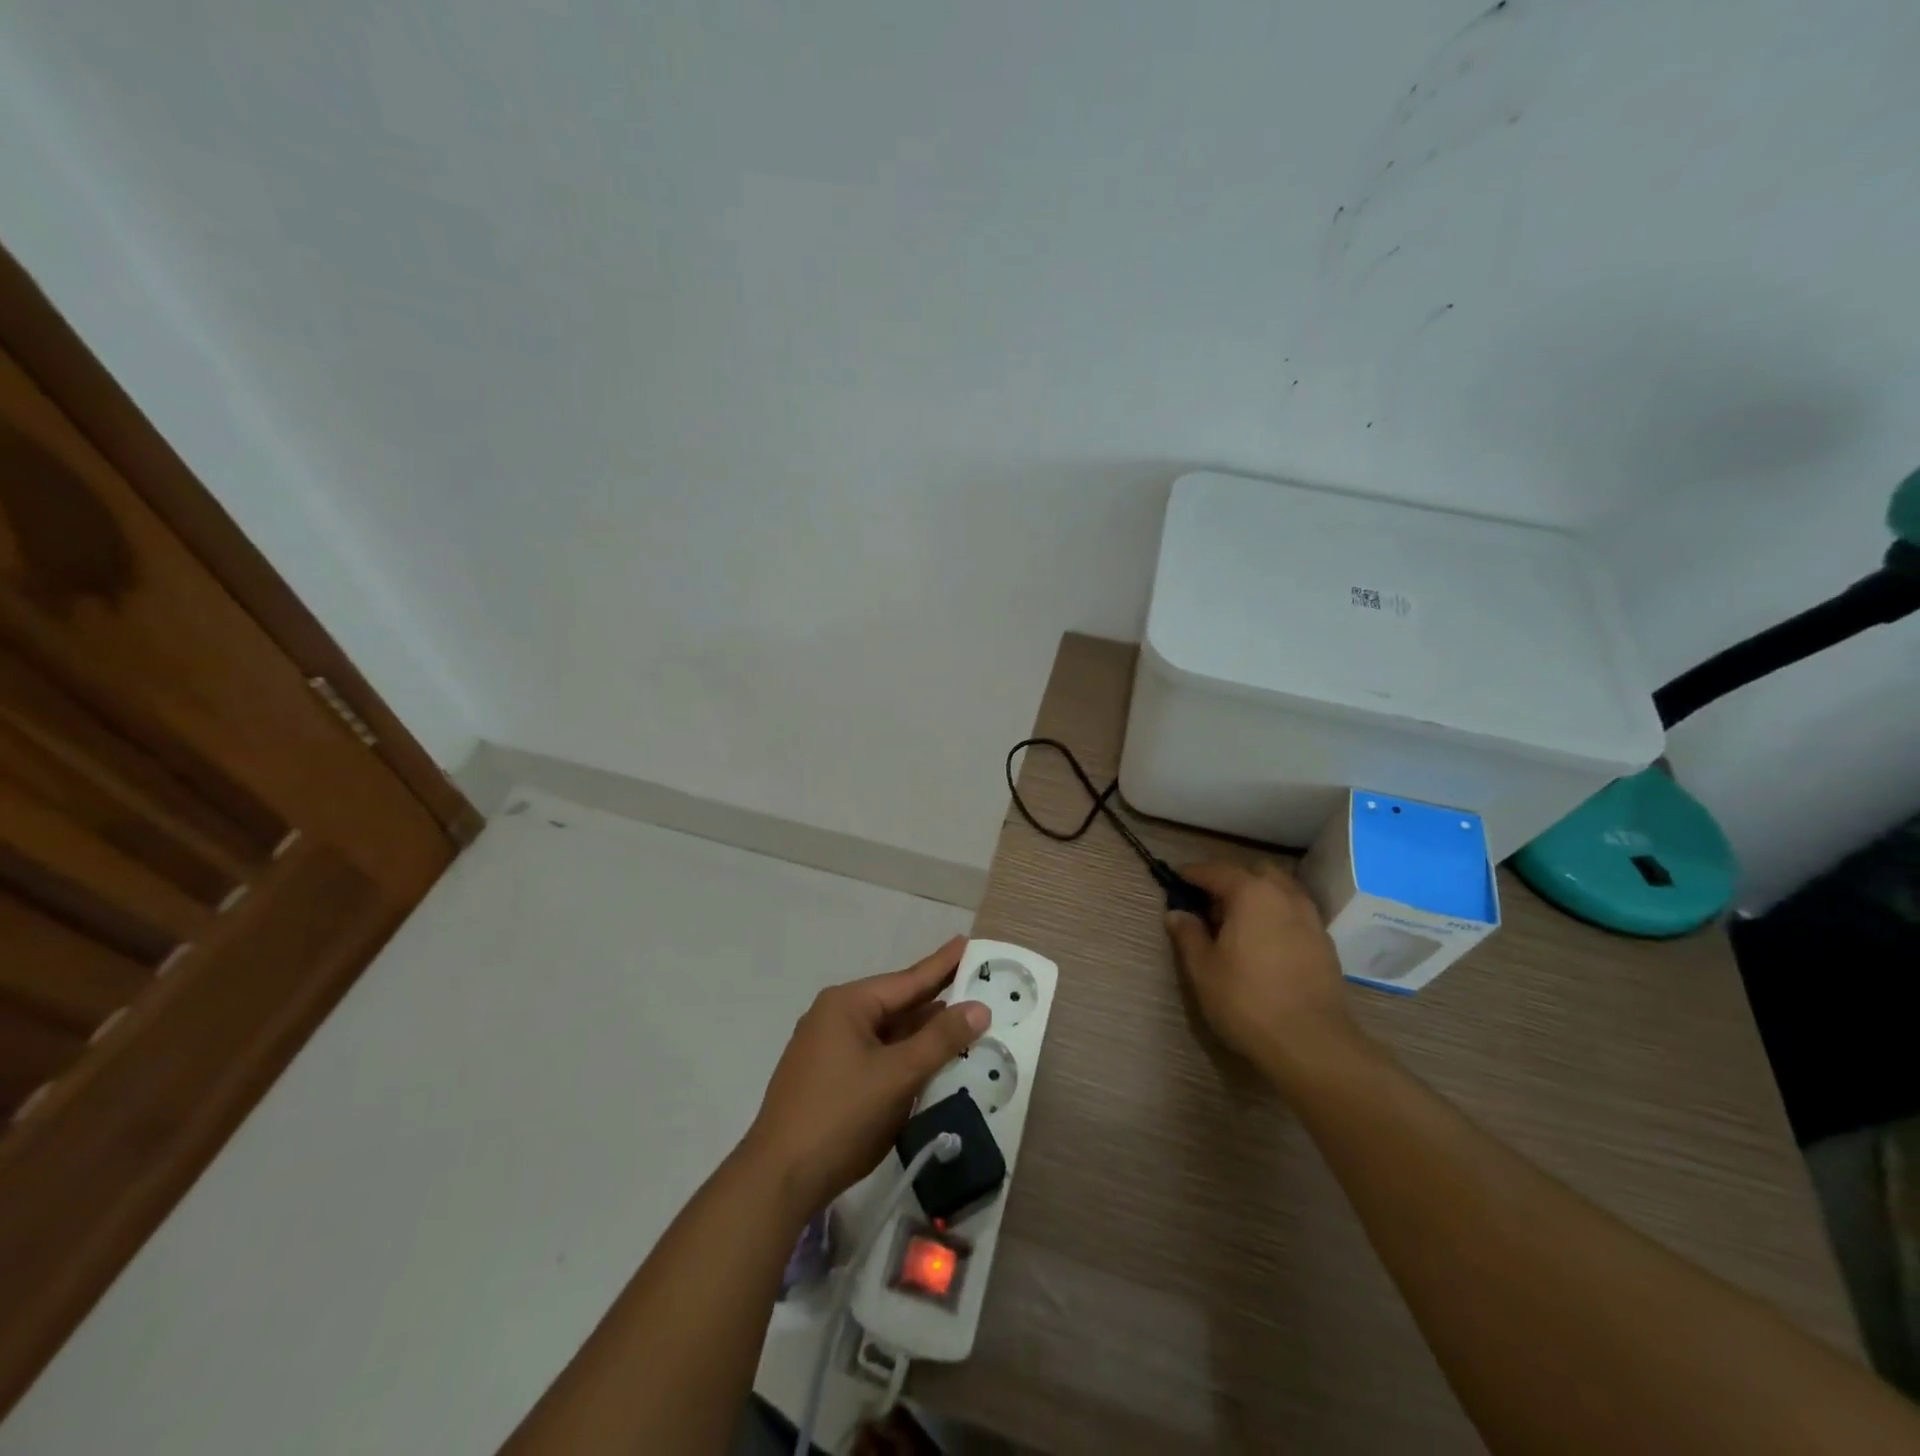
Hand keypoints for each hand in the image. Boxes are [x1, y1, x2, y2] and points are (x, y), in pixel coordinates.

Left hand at [739, 937, 989, 1218]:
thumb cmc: (841, 1116)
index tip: (968, 942)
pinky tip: (929, 1061)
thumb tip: (979, 1007)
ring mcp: (829, 1049)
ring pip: (888, 1033)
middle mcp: (835, 1017)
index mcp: (847, 1004)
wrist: (779, 1179)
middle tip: (976, 984)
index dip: (942, 964)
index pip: (908, 979)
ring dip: (923, 1033)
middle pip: (898, 1004)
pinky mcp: (830, 1079)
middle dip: (937, 1000)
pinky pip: (877, 1056)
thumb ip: (940, 1040)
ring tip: (964, 1021)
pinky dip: (905, 1056)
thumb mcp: (898, 1075)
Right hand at [1164, 861, 1365, 1080]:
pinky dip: (1278, 916)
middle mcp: (1284, 895)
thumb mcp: (1203, 968)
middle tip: (1212, 905)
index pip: (1216, 871)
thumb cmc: (1246, 1000)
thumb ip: (1188, 934)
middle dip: (1232, 880)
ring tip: (1240, 924)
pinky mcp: (1325, 943)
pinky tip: (1266, 943)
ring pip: (1281, 891)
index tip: (1178, 879)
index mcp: (1251, 893)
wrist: (1311, 1042)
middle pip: (1255, 872)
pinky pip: (1296, 914)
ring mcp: (1310, 918)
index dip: (1194, 874)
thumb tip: (1176, 913)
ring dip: (1259, 897)